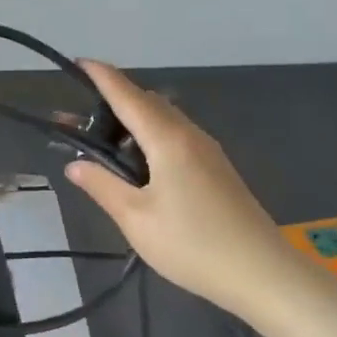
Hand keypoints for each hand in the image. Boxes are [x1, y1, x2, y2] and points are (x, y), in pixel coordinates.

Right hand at [65, 62, 323, 317]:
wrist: (262, 274)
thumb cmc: (193, 245)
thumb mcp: (136, 219)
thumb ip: (102, 186)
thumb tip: (74, 164)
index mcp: (167, 140)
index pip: (127, 96)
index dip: (101, 77)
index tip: (78, 62)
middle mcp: (189, 135)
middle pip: (146, 102)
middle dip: (112, 101)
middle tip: (78, 122)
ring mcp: (207, 151)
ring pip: (163, 119)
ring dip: (132, 120)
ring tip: (103, 143)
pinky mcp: (216, 168)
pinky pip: (176, 136)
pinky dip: (150, 136)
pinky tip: (139, 164)